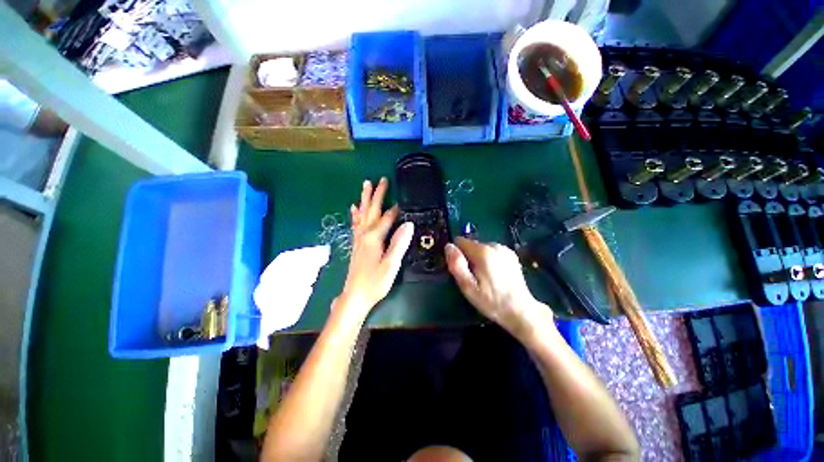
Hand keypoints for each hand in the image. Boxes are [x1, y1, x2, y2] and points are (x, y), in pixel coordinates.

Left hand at [339, 177, 413, 315]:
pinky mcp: (356, 244)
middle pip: (371, 210)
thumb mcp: (391, 265)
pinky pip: (356, 224)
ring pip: (362, 214)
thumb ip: (399, 243)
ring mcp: (358, 238)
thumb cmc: (375, 282)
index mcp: (374, 238)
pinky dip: (356, 214)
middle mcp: (364, 234)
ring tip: (366, 185)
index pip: (386, 218)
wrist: (355, 296)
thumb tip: (408, 224)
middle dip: (377, 194)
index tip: (404, 201)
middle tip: (381, 179)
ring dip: (365, 199)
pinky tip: (354, 208)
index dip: (395, 210)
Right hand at [445, 237, 550, 338]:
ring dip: (479, 259)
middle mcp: (494, 245)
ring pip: (481, 248)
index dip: (457, 254)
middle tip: (474, 278)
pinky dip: (489, 259)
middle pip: (471, 245)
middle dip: (468, 257)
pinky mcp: (511, 254)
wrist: (520, 310)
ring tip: (485, 277)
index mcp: (483, 252)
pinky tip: (495, 275)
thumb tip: (448, 246)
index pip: (460, 241)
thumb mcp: (468, 287)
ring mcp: (504, 249)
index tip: (462, 269)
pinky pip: (491, 251)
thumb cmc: (491, 301)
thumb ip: (456, 265)